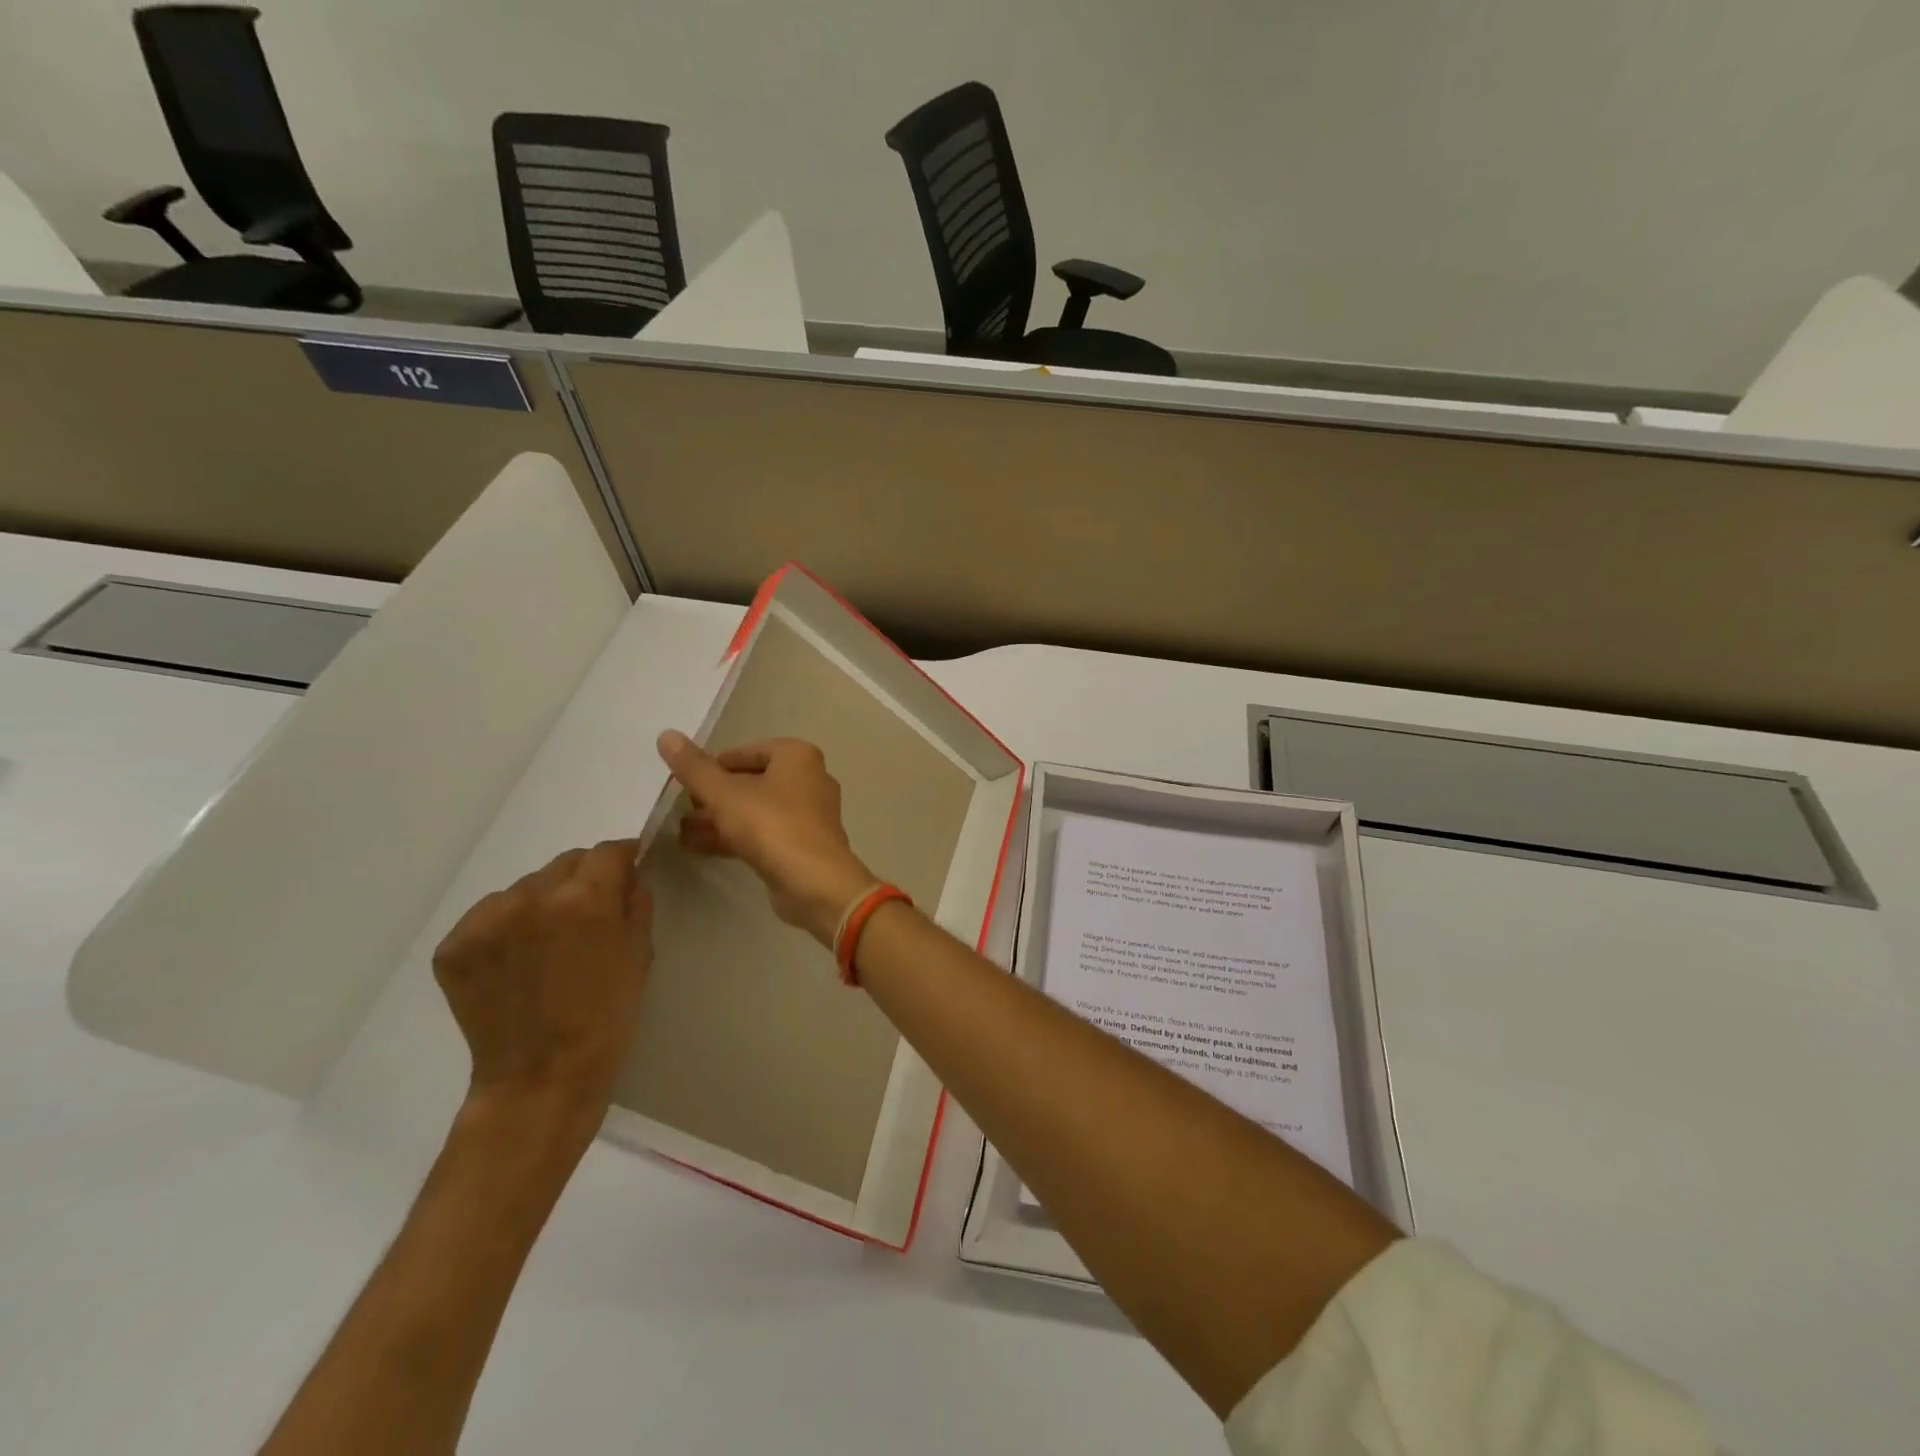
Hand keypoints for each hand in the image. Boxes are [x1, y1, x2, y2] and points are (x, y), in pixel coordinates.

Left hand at [432, 839, 653, 1142]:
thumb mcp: (639, 955)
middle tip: (589, 916)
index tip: (627, 873)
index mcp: (584, 899)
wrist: (541, 1079)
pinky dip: (506, 927)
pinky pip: (489, 915)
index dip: (623, 858)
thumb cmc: (606, 1018)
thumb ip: (635, 904)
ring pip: (525, 887)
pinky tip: (517, 960)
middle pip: (565, 863)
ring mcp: (486, 921)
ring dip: (542, 902)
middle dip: (583, 880)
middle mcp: (531, 898)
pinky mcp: (454, 946)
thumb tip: (629, 876)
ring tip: (548, 943)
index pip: (608, 851)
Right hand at [656, 731, 875, 945]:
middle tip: (681, 807)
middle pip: (751, 781)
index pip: (745, 752)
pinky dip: (734, 837)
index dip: (712, 766)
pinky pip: (763, 833)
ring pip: (755, 810)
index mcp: (797, 756)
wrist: (814, 882)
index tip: (684, 782)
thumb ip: (694, 768)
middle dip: (714, 796)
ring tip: (680, 830)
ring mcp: (808, 814)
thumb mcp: (724, 794)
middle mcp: (808, 779)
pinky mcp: (803, 844)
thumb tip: (666, 735)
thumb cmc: (771, 825)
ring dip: (719, 819)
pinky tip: (698, 847)